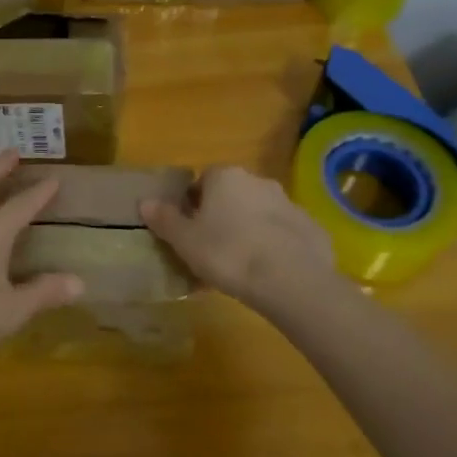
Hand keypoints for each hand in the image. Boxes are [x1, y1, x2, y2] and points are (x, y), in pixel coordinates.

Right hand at [141, 165, 340, 314]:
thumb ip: (164, 219)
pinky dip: (275, 247)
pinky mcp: (311, 228)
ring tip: (240, 266)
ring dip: (249, 231)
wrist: (290, 280)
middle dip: (222, 217)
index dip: (193, 207)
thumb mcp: (185, 240)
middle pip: (231, 196)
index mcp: (225, 176)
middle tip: (212, 250)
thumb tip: (145, 202)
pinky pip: (284, 234)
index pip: (202, 182)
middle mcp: (257, 180)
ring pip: (259, 214)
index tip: (190, 232)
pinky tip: (268, 274)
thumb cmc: (227, 253)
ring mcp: (288, 202)